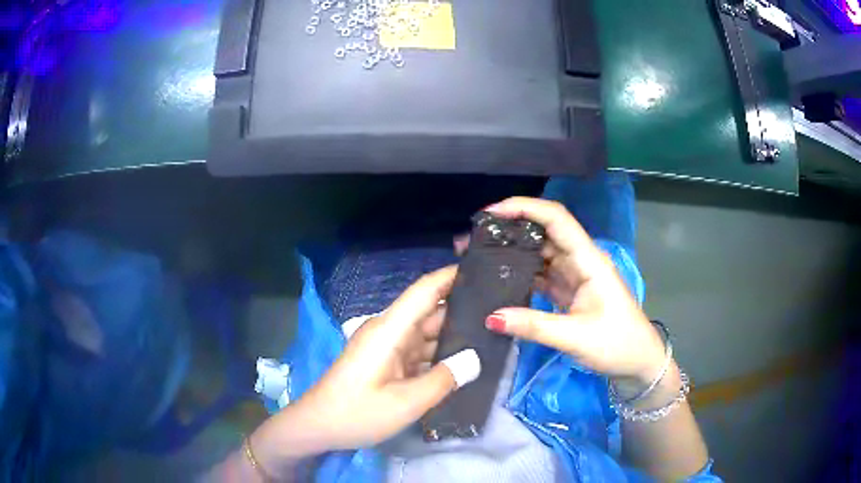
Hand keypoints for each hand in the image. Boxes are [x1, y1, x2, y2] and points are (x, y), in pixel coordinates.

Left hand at [252, 266, 472, 476]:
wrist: (318, 427)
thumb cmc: (357, 413)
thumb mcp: (406, 402)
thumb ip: (444, 379)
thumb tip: (476, 359)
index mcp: (389, 330)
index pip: (425, 291)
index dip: (452, 276)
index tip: (484, 269)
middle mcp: (389, 332)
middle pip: (430, 311)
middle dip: (463, 309)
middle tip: (500, 311)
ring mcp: (387, 348)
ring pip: (427, 334)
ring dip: (453, 335)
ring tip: (491, 336)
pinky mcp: (386, 363)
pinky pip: (419, 352)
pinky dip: (440, 355)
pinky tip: (464, 362)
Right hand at [475, 197, 666, 390]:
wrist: (639, 362)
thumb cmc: (617, 344)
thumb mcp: (576, 337)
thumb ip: (534, 326)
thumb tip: (490, 317)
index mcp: (589, 260)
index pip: (556, 219)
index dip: (525, 208)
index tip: (491, 213)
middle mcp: (581, 260)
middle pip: (545, 232)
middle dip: (511, 229)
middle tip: (474, 238)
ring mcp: (575, 275)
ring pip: (541, 253)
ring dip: (514, 251)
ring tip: (480, 255)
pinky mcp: (570, 291)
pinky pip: (542, 274)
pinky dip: (522, 273)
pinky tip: (500, 277)